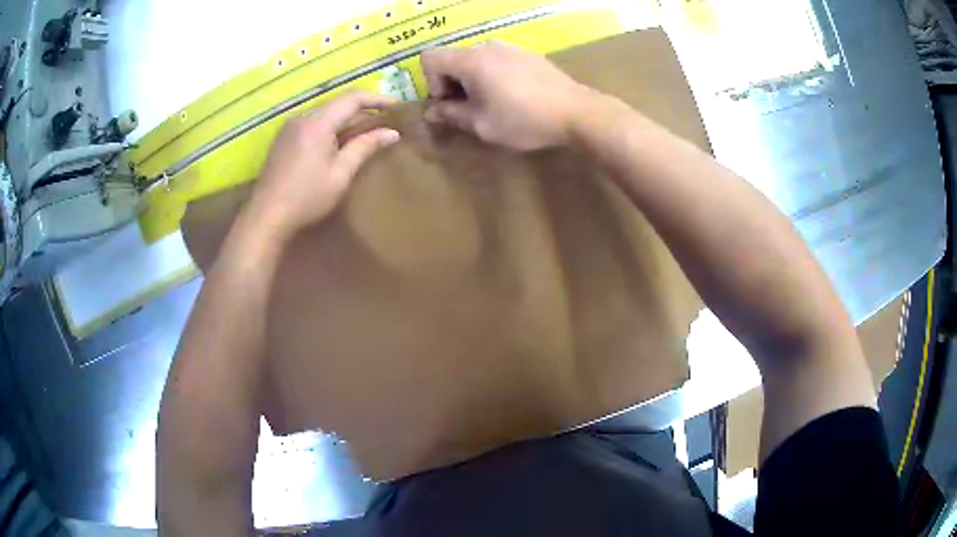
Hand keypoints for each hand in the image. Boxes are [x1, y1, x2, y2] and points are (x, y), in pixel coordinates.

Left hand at [247, 91, 399, 240]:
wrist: (266, 216)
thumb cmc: (306, 197)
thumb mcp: (340, 174)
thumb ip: (365, 148)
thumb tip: (392, 133)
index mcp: (317, 122)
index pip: (352, 98)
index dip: (377, 99)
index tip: (397, 107)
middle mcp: (302, 117)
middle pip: (337, 104)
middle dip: (362, 109)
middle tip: (384, 121)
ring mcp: (290, 127)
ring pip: (324, 113)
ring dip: (346, 119)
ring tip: (365, 131)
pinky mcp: (283, 139)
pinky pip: (312, 123)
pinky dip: (330, 127)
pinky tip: (338, 142)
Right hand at [421, 41, 593, 149]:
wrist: (576, 111)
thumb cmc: (524, 120)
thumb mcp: (482, 124)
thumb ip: (450, 115)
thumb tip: (430, 113)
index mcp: (471, 60)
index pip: (430, 57)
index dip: (431, 82)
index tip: (450, 102)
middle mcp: (487, 46)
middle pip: (453, 58)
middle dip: (452, 83)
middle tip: (468, 109)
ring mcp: (510, 47)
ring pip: (475, 59)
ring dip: (472, 80)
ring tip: (492, 104)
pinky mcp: (527, 54)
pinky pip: (496, 60)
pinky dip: (492, 75)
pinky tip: (513, 96)